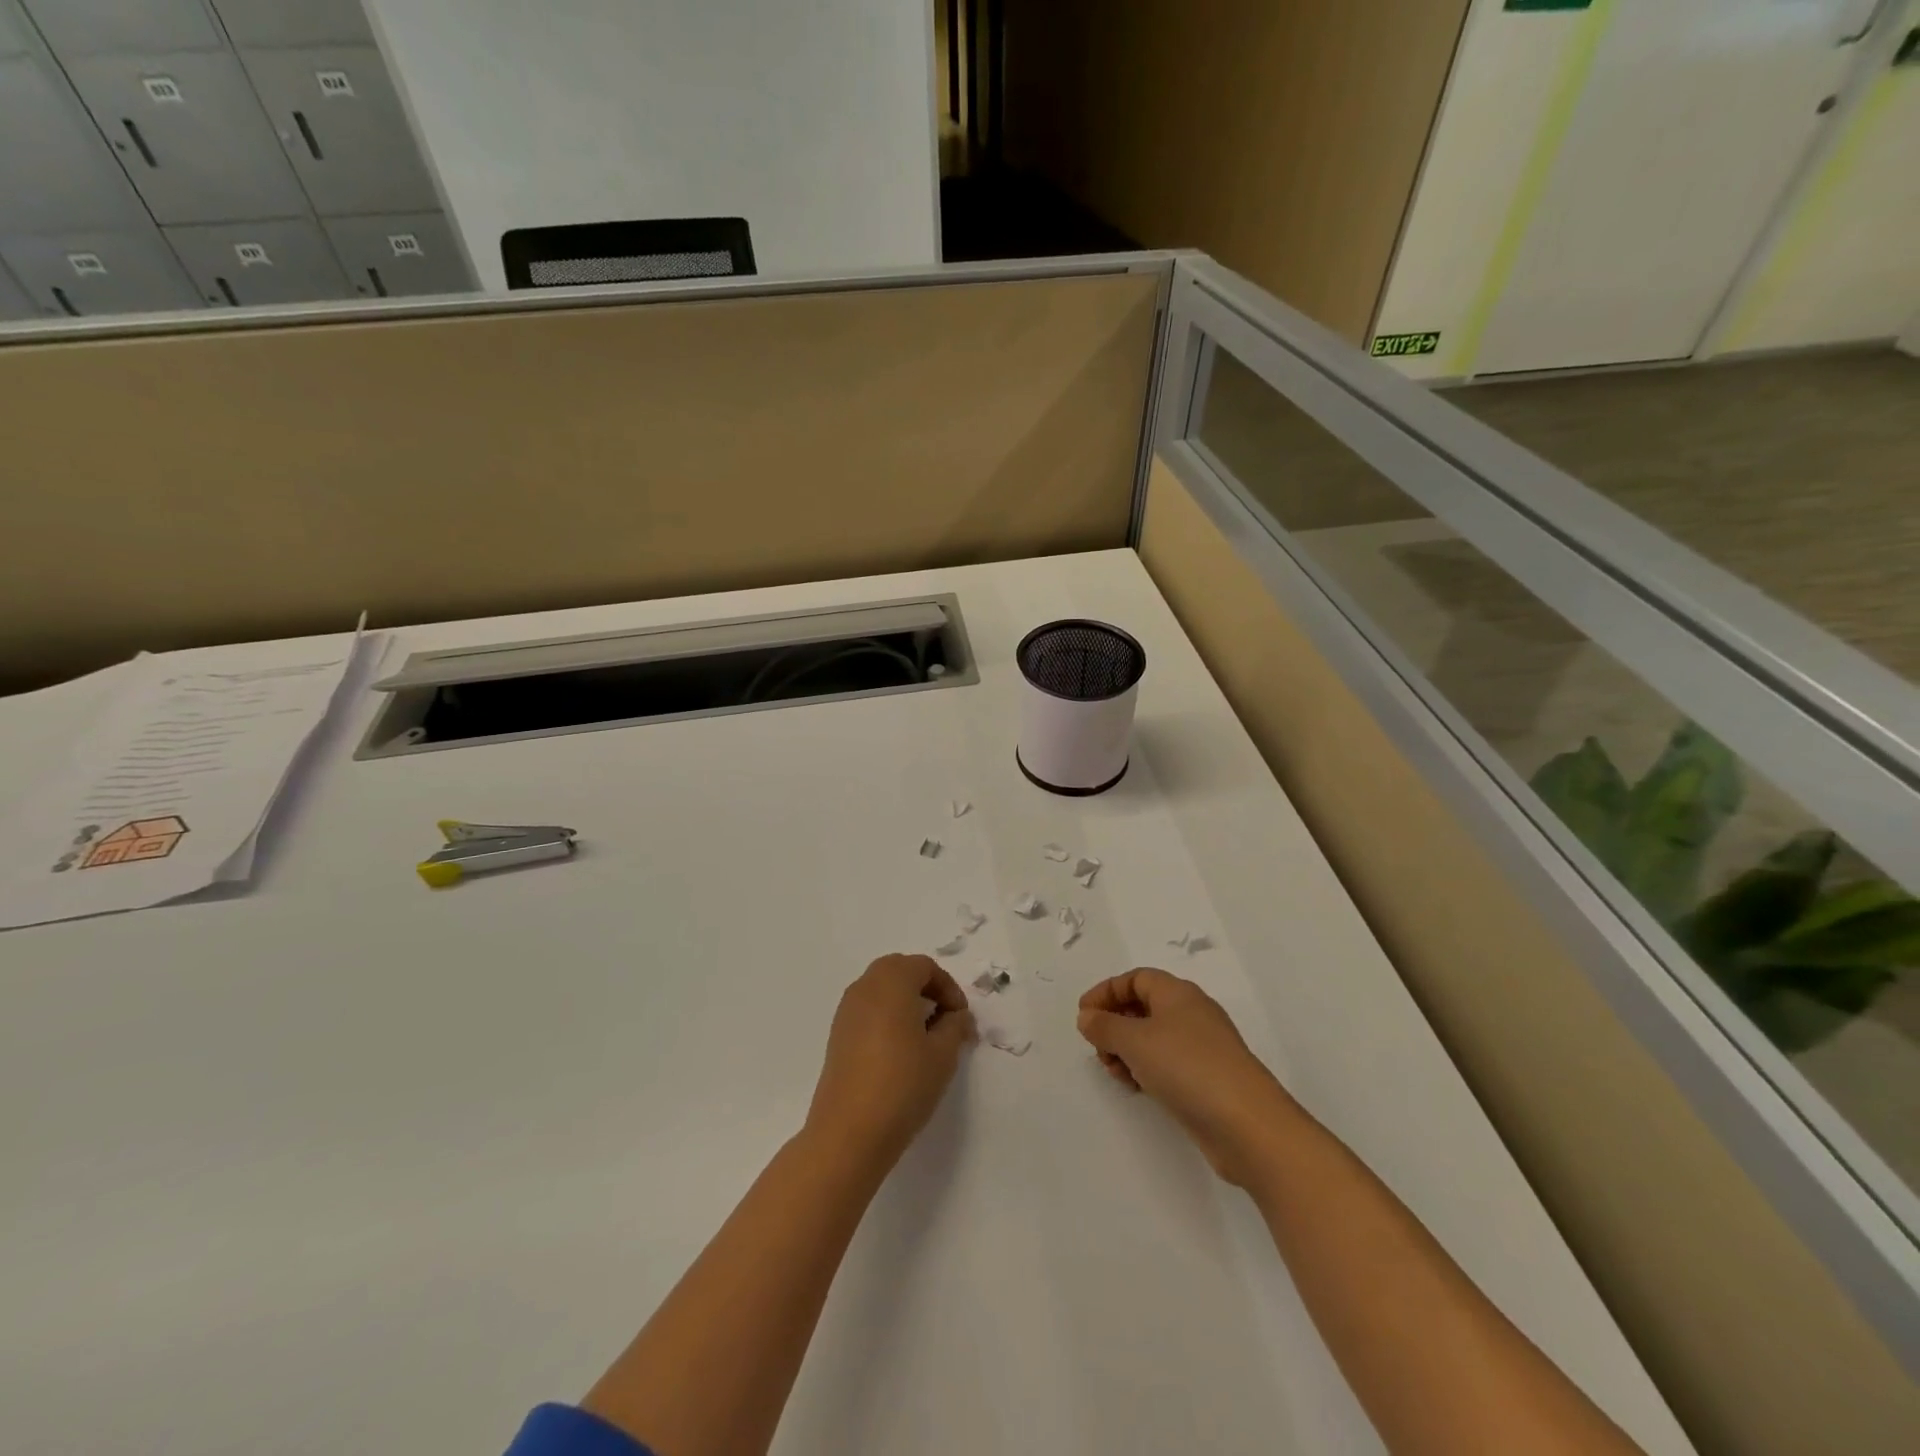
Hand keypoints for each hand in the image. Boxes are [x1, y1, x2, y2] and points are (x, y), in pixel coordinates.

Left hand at [806, 954, 975, 1168]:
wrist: (849, 1131)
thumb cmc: (903, 1083)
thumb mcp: (943, 1054)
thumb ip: (956, 1026)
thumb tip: (957, 1016)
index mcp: (892, 980)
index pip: (925, 966)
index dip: (949, 988)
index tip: (961, 1018)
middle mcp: (865, 986)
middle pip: (900, 971)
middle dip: (927, 990)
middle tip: (946, 1021)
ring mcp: (847, 1011)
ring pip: (882, 991)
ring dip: (906, 1003)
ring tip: (926, 1038)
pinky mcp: (838, 1035)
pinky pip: (869, 1011)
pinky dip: (888, 1018)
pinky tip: (901, 1052)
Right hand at [1077, 968, 1295, 1186]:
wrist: (1248, 1124)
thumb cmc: (1187, 1067)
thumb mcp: (1135, 1040)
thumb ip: (1104, 1026)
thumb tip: (1087, 1016)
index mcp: (1177, 993)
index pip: (1135, 979)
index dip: (1106, 992)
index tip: (1083, 1015)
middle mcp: (1191, 1013)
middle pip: (1143, 1007)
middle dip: (1114, 1024)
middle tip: (1098, 1049)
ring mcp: (1202, 1047)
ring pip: (1153, 1038)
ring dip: (1127, 1050)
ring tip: (1116, 1073)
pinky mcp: (1207, 1079)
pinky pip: (1167, 1063)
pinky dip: (1146, 1069)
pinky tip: (1137, 1088)